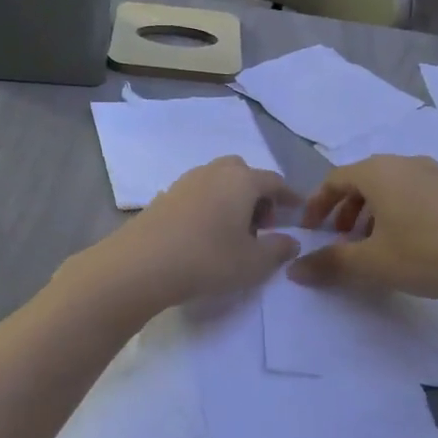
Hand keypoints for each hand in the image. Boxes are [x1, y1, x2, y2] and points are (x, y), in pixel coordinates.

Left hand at [68, 157, 299, 315]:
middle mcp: (213, 172)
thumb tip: (291, 240)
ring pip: (217, 181)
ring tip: (232, 232)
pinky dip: (208, 206)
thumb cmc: (207, 260)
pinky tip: (203, 234)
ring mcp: (184, 182)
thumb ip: (278, 249)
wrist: (141, 264)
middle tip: (260, 225)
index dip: (289, 196)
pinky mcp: (163, 197)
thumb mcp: (253, 263)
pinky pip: (196, 194)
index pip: (274, 181)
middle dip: (256, 194)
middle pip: (243, 173)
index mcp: (241, 180)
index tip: (296, 212)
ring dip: (230, 199)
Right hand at [288, 155, 437, 300]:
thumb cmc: (428, 251)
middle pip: (363, 181)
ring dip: (372, 214)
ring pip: (391, 189)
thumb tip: (294, 270)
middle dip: (345, 210)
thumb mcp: (372, 263)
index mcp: (378, 172)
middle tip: (339, 241)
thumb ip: (330, 263)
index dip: (317, 205)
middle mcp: (406, 163)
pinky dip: (399, 214)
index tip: (311, 231)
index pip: (334, 179)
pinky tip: (410, 245)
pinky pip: (415, 195)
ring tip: (372, 247)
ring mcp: (437, 174)